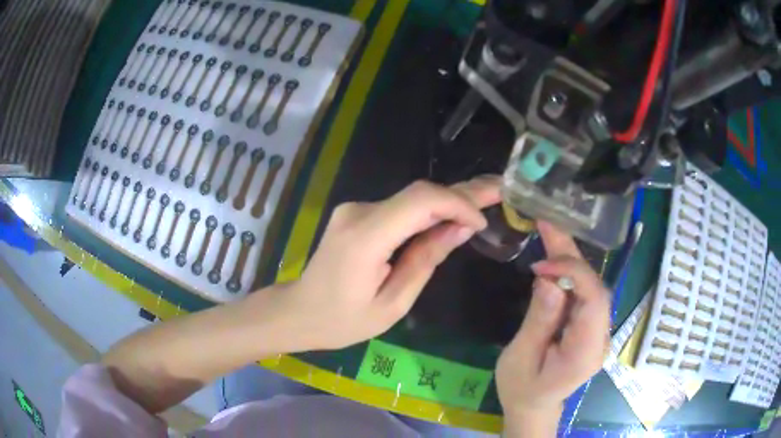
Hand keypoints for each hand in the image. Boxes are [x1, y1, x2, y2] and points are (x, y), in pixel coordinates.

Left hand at [263, 177, 500, 351]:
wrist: (300, 311)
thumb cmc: (343, 320)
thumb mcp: (392, 303)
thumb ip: (426, 261)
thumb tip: (460, 229)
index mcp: (366, 237)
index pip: (421, 201)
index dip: (458, 204)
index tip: (481, 224)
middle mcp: (359, 212)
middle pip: (419, 193)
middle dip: (462, 192)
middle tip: (499, 187)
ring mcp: (355, 209)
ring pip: (412, 199)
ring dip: (448, 201)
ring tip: (485, 200)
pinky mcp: (357, 214)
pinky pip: (400, 208)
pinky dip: (428, 212)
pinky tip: (452, 214)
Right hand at [496, 221, 609, 432]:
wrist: (533, 406)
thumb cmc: (521, 388)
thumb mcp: (520, 358)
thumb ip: (539, 321)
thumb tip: (549, 280)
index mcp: (586, 351)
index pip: (595, 301)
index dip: (573, 273)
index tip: (539, 266)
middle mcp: (600, 337)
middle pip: (595, 287)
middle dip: (571, 255)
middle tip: (547, 224)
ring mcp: (597, 331)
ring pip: (590, 286)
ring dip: (569, 258)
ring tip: (548, 231)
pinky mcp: (589, 326)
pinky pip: (583, 293)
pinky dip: (567, 272)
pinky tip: (553, 256)